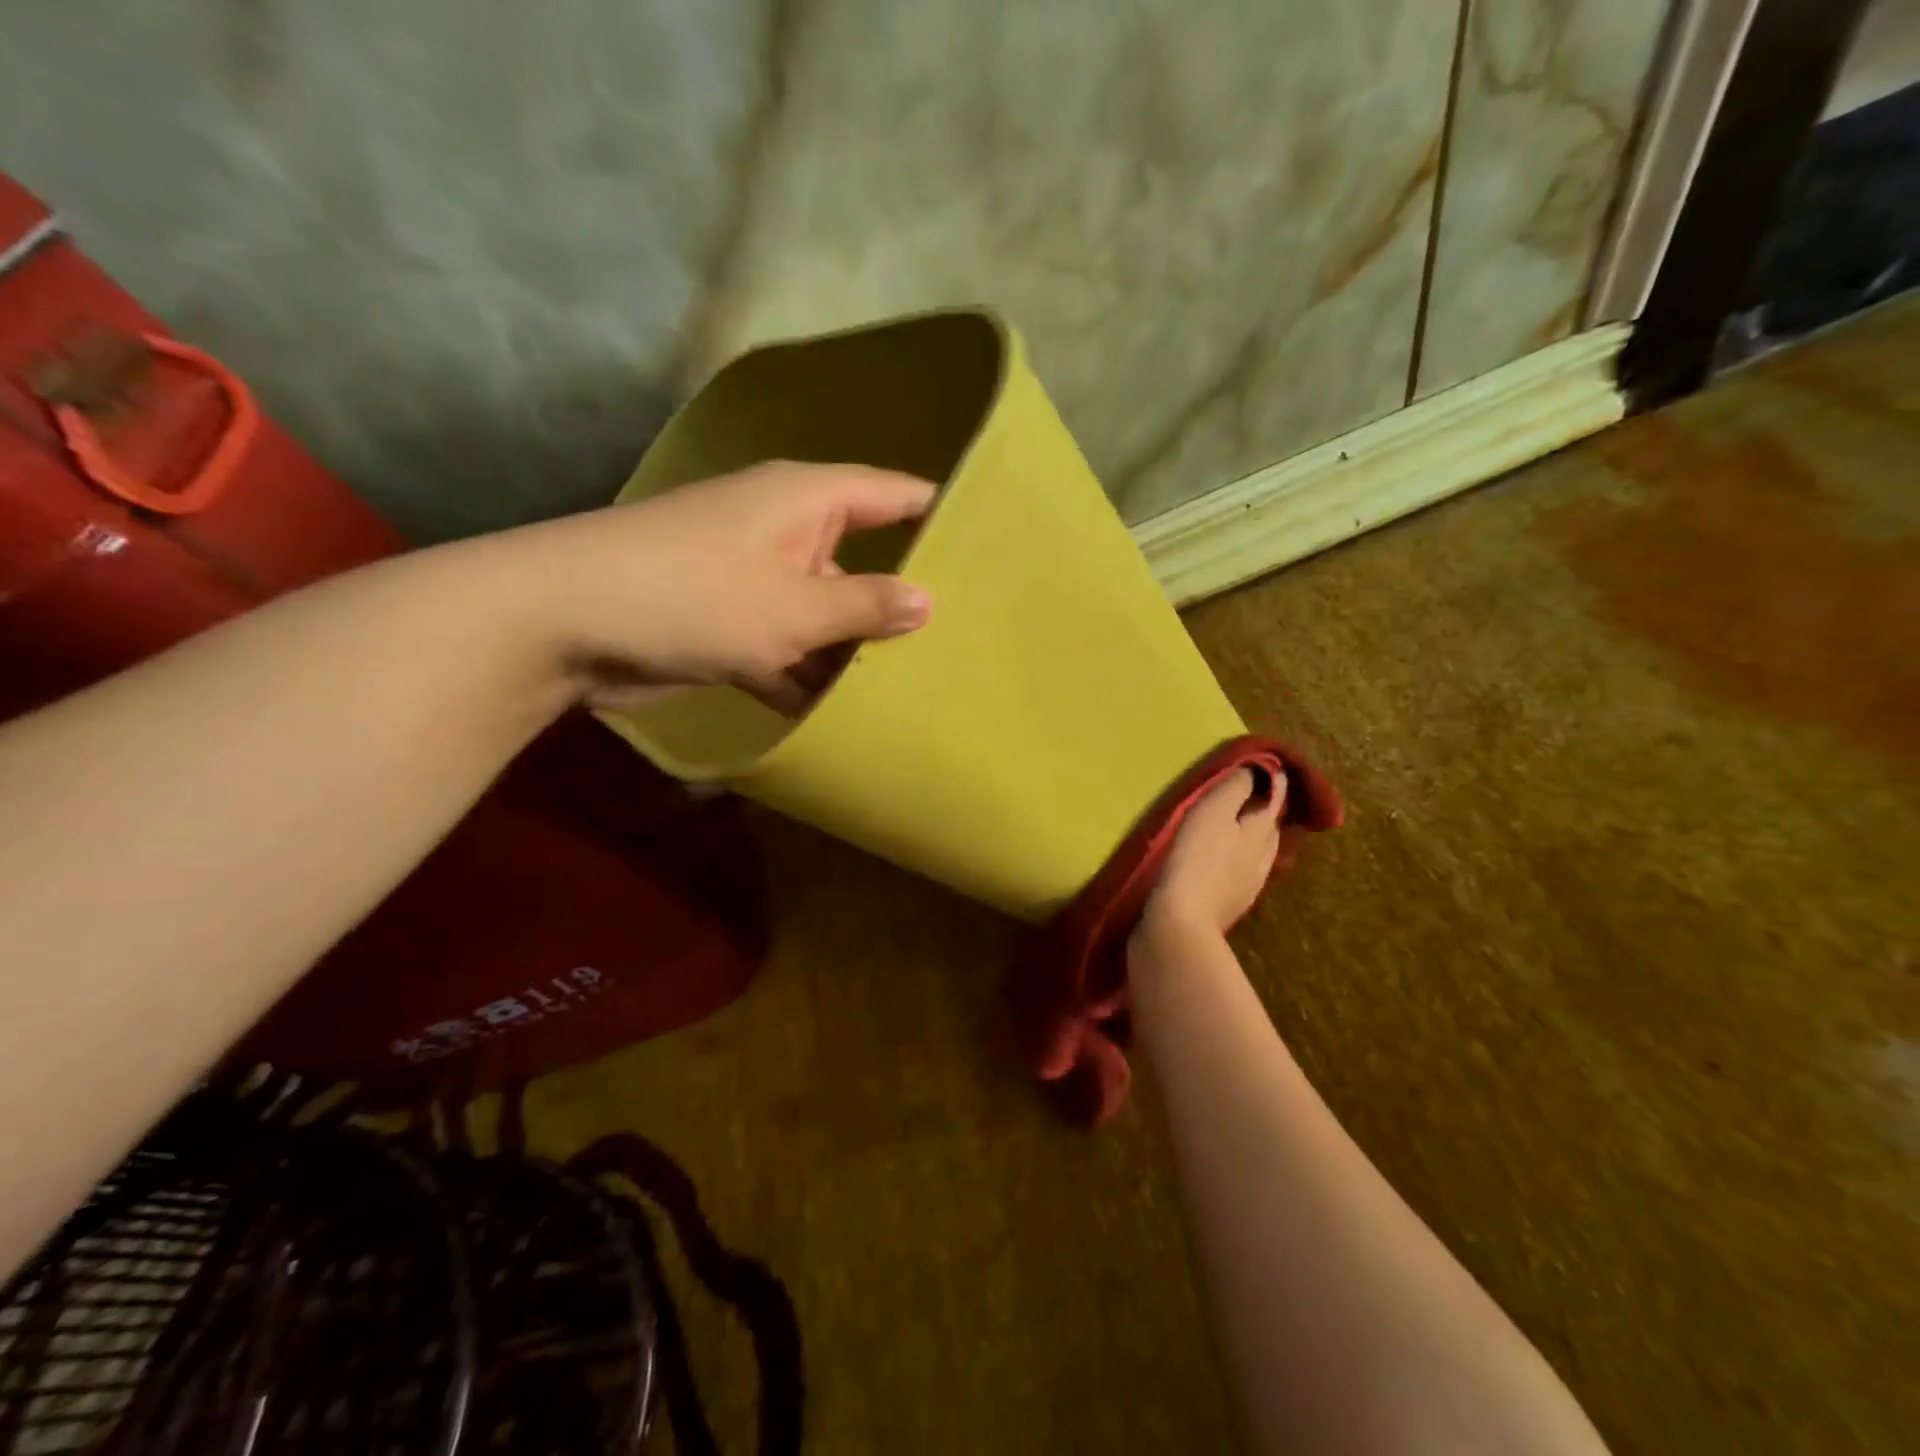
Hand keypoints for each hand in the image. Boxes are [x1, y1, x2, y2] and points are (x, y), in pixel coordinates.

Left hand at [492, 461, 934, 712]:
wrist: (565, 623)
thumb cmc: (694, 596)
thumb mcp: (792, 607)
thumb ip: (864, 606)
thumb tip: (928, 601)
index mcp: (805, 501)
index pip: (890, 494)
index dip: (936, 513)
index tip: (987, 542)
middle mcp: (784, 531)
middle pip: (859, 559)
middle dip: (899, 597)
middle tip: (961, 634)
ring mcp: (754, 579)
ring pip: (822, 612)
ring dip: (851, 648)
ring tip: (913, 684)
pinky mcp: (727, 624)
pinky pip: (786, 646)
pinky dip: (806, 674)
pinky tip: (841, 713)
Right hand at [1144, 769, 1286, 935]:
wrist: (1179, 926)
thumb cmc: (1194, 860)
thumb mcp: (1212, 813)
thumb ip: (1234, 789)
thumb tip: (1255, 770)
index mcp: (1260, 832)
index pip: (1275, 798)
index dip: (1274, 779)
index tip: (1270, 763)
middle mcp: (1263, 857)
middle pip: (1270, 826)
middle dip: (1265, 807)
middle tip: (1253, 791)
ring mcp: (1248, 885)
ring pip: (1258, 851)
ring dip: (1252, 835)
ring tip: (1237, 824)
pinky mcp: (1229, 904)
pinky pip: (1241, 871)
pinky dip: (1237, 857)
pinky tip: (1224, 860)